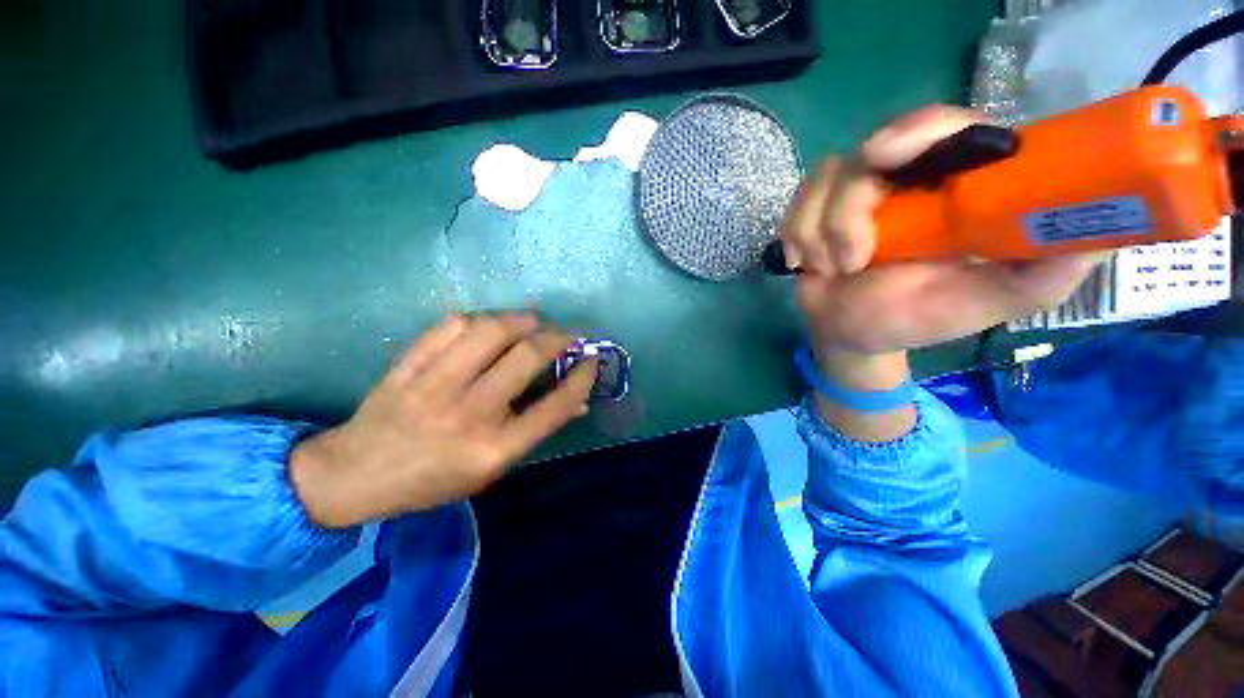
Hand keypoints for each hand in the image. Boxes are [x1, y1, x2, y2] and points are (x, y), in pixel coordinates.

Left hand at [290, 313, 596, 527]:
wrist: (355, 475)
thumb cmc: (434, 479)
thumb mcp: (493, 468)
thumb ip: (537, 430)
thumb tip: (578, 400)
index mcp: (494, 449)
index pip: (555, 406)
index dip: (582, 378)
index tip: (592, 361)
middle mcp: (469, 414)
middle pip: (527, 357)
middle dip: (559, 338)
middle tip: (568, 335)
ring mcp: (435, 386)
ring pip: (491, 331)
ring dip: (523, 319)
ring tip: (535, 322)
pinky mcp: (409, 366)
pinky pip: (451, 326)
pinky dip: (479, 319)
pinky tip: (489, 325)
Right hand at [781, 107, 1101, 438]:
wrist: (849, 333)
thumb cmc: (915, 319)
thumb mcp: (985, 305)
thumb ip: (1040, 277)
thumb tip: (1104, 236)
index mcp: (959, 187)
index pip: (950, 126)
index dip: (920, 130)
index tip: (886, 157)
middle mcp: (910, 177)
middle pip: (876, 147)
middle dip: (850, 206)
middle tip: (852, 256)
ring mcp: (858, 190)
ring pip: (827, 180)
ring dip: (823, 236)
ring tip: (837, 271)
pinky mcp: (817, 207)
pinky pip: (798, 203)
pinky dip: (797, 236)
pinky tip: (807, 264)